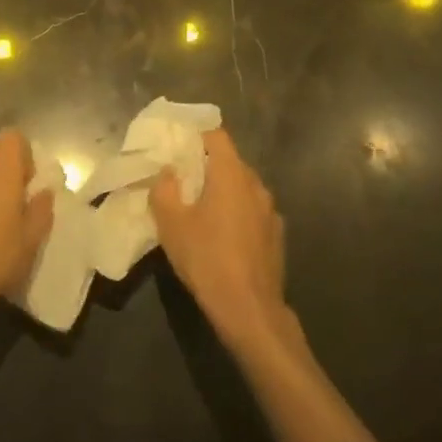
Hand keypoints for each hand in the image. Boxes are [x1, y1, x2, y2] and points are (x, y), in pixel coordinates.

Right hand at [152, 129, 288, 348]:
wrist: (249, 309)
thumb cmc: (206, 258)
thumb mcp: (171, 223)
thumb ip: (164, 189)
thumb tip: (168, 172)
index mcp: (231, 174)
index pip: (216, 135)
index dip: (196, 133)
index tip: (177, 142)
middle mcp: (256, 184)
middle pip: (230, 161)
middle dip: (206, 164)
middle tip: (181, 176)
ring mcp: (270, 210)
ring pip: (242, 187)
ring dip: (222, 190)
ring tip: (200, 207)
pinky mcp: (276, 235)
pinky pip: (252, 210)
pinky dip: (236, 212)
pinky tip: (222, 234)